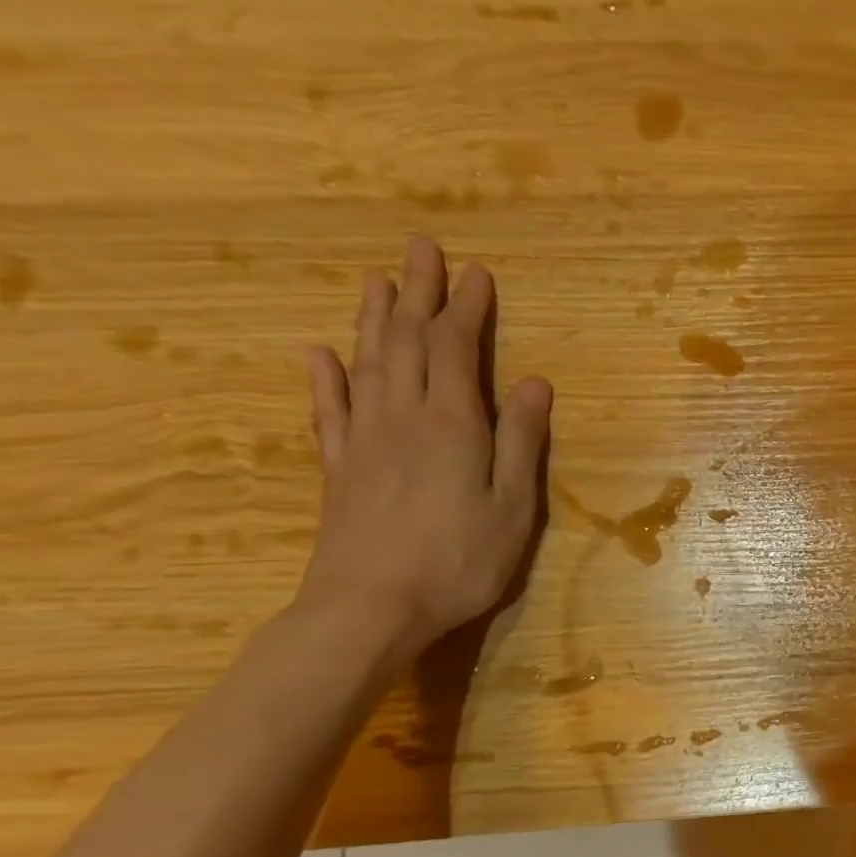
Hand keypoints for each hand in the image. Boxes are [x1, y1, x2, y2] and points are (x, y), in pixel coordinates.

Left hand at [297, 237, 551, 655]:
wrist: (370, 607)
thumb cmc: (459, 560)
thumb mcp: (514, 506)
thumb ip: (522, 441)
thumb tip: (534, 383)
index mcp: (451, 423)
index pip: (457, 349)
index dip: (467, 308)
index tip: (477, 272)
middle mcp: (402, 417)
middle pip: (408, 341)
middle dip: (419, 293)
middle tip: (422, 249)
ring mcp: (364, 440)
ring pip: (368, 364)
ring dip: (375, 319)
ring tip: (378, 281)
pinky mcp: (340, 469)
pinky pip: (330, 411)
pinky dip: (326, 377)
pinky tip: (321, 355)